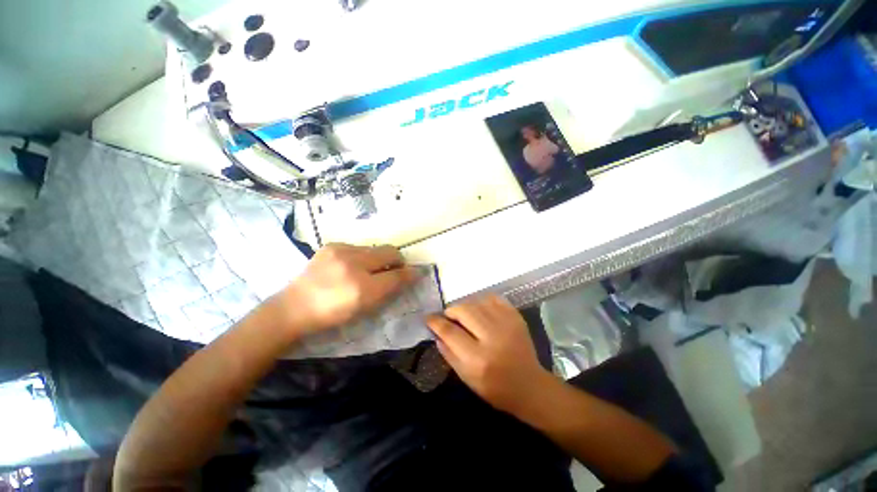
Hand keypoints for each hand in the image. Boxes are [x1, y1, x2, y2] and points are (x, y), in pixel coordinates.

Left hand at [275, 243, 417, 335]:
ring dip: (379, 258)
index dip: (409, 273)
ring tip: (369, 270)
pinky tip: (352, 266)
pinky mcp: (331, 245)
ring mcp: (340, 251)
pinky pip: (358, 247)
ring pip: (375, 248)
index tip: (416, 273)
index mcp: (361, 288)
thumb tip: (408, 275)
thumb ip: (389, 289)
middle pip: (389, 252)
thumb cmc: (333, 314)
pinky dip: (363, 255)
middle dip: (397, 260)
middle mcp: (353, 264)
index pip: (396, 276)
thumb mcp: (365, 308)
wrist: (295, 307)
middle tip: (394, 269)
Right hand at [426, 295, 552, 414]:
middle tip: (449, 317)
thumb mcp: (467, 378)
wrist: (529, 385)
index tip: (428, 318)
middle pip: (463, 311)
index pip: (450, 332)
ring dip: (465, 306)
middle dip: (451, 311)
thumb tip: (437, 333)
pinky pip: (493, 298)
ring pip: (476, 302)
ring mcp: (506, 324)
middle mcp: (492, 337)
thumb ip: (449, 354)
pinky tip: (480, 310)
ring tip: (464, 315)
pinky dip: (482, 301)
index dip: (435, 322)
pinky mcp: (515, 317)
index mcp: (478, 359)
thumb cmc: (495, 388)